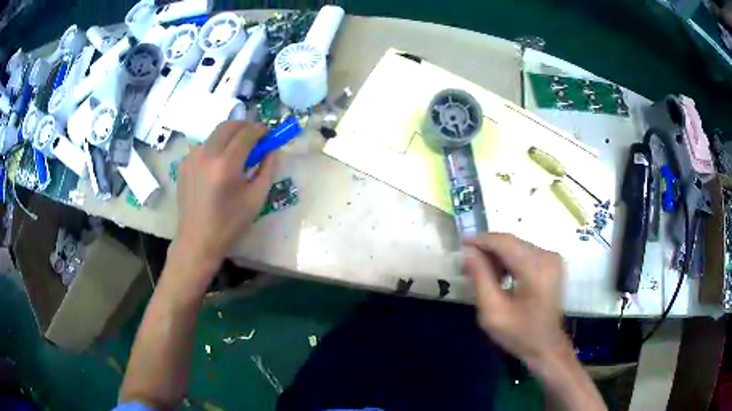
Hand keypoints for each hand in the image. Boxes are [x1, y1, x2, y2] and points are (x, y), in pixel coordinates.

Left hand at [172, 121, 276, 283]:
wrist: (197, 241)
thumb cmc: (229, 224)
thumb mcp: (256, 199)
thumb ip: (267, 169)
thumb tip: (272, 149)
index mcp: (226, 165)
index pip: (246, 133)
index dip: (260, 130)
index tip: (268, 133)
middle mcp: (206, 154)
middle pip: (228, 125)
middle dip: (244, 127)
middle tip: (254, 138)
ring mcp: (192, 158)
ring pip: (215, 134)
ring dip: (229, 136)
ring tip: (236, 154)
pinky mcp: (184, 164)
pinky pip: (204, 146)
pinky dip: (215, 147)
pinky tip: (218, 165)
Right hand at [463, 233, 568, 369]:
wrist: (546, 346)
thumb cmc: (519, 334)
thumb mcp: (493, 312)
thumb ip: (481, 278)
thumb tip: (469, 253)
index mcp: (536, 269)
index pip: (505, 243)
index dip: (482, 240)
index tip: (462, 242)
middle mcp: (548, 257)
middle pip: (512, 242)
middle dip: (489, 250)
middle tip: (469, 264)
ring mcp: (552, 259)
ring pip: (517, 246)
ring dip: (498, 256)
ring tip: (484, 274)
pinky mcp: (552, 263)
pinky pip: (525, 253)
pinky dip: (510, 260)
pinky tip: (501, 276)